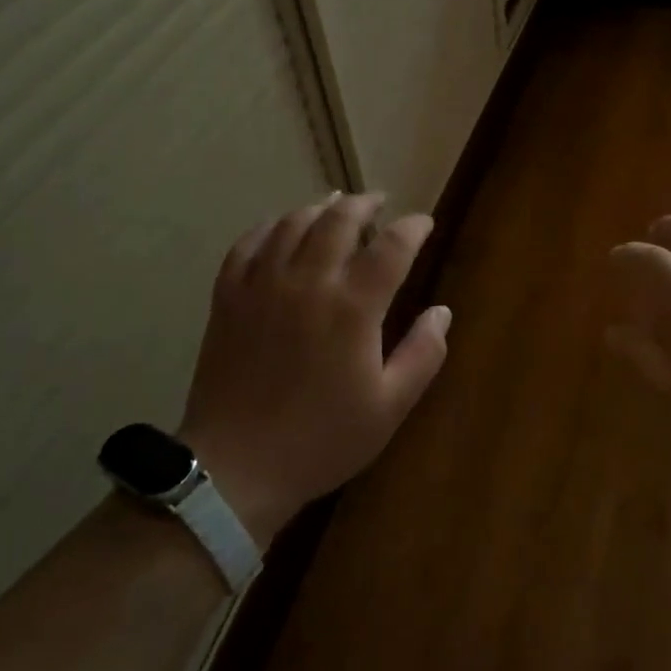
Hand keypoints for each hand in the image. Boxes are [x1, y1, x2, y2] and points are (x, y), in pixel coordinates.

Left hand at [180, 192, 450, 546]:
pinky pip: (246, 245)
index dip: (413, 228)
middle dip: (365, 204)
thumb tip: (442, 311)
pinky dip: (267, 227)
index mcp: (353, 306)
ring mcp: (262, 285)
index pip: (392, 246)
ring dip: (318, 208)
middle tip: (379, 203)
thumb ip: (423, 354)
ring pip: (292, 223)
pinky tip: (278, 228)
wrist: (237, 468)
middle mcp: (308, 281)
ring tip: (334, 205)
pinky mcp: (228, 298)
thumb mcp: (390, 406)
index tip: (424, 222)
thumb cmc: (322, 440)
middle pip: (339, 220)